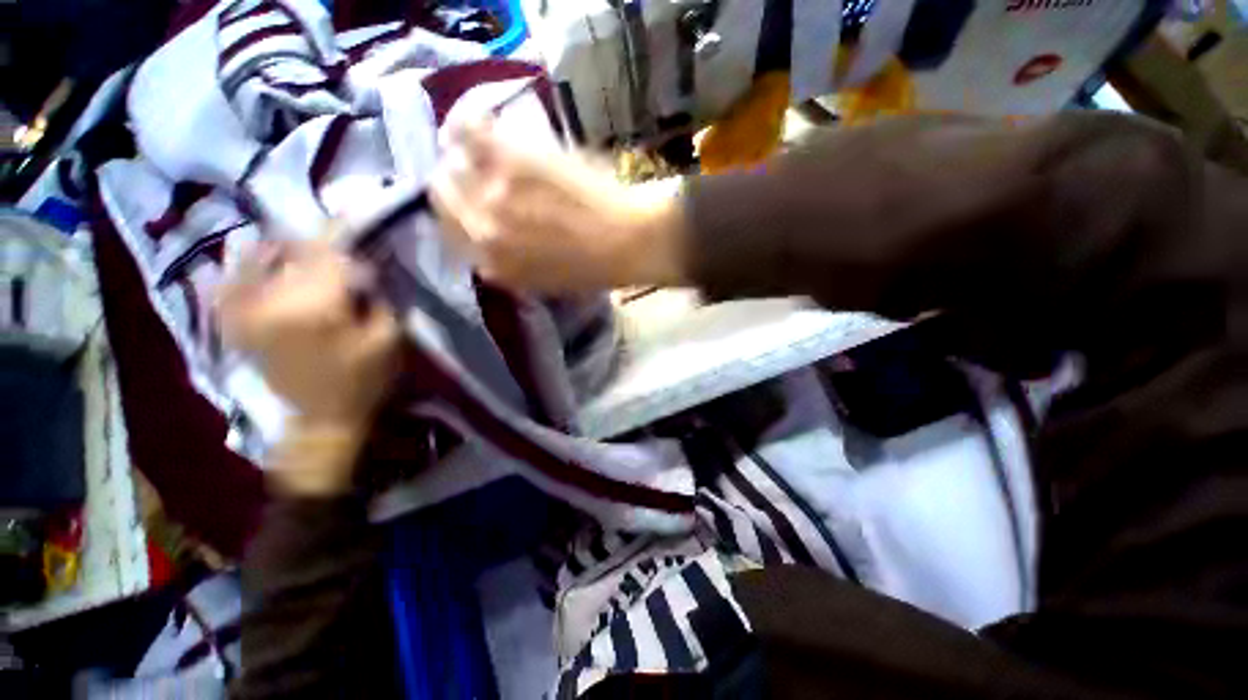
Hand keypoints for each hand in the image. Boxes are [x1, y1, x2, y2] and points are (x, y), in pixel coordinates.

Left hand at [216, 239, 399, 494]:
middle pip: (291, 248)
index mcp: (313, 305)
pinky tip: (257, 257)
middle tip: (336, 239)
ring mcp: (242, 308)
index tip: (354, 209)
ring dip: (282, 247)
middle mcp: (268, 298)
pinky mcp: (233, 320)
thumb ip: (377, 294)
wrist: (320, 419)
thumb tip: (364, 260)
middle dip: (316, 240)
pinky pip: (227, 278)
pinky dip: (242, 263)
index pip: (326, 248)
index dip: (342, 226)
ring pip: (257, 257)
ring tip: (301, 246)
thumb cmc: (364, 379)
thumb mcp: (388, 337)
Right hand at [431, 119, 685, 291]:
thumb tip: (489, 246)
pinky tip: (480, 121)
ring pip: (452, 162)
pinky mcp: (512, 159)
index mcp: (495, 266)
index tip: (467, 198)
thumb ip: (512, 266)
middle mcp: (484, 232)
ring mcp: (494, 193)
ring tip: (480, 147)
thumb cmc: (597, 267)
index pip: (451, 234)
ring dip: (461, 154)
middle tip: (472, 170)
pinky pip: (470, 129)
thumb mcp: (548, 281)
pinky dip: (469, 122)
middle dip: (454, 183)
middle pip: (444, 196)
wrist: (629, 243)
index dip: (457, 213)